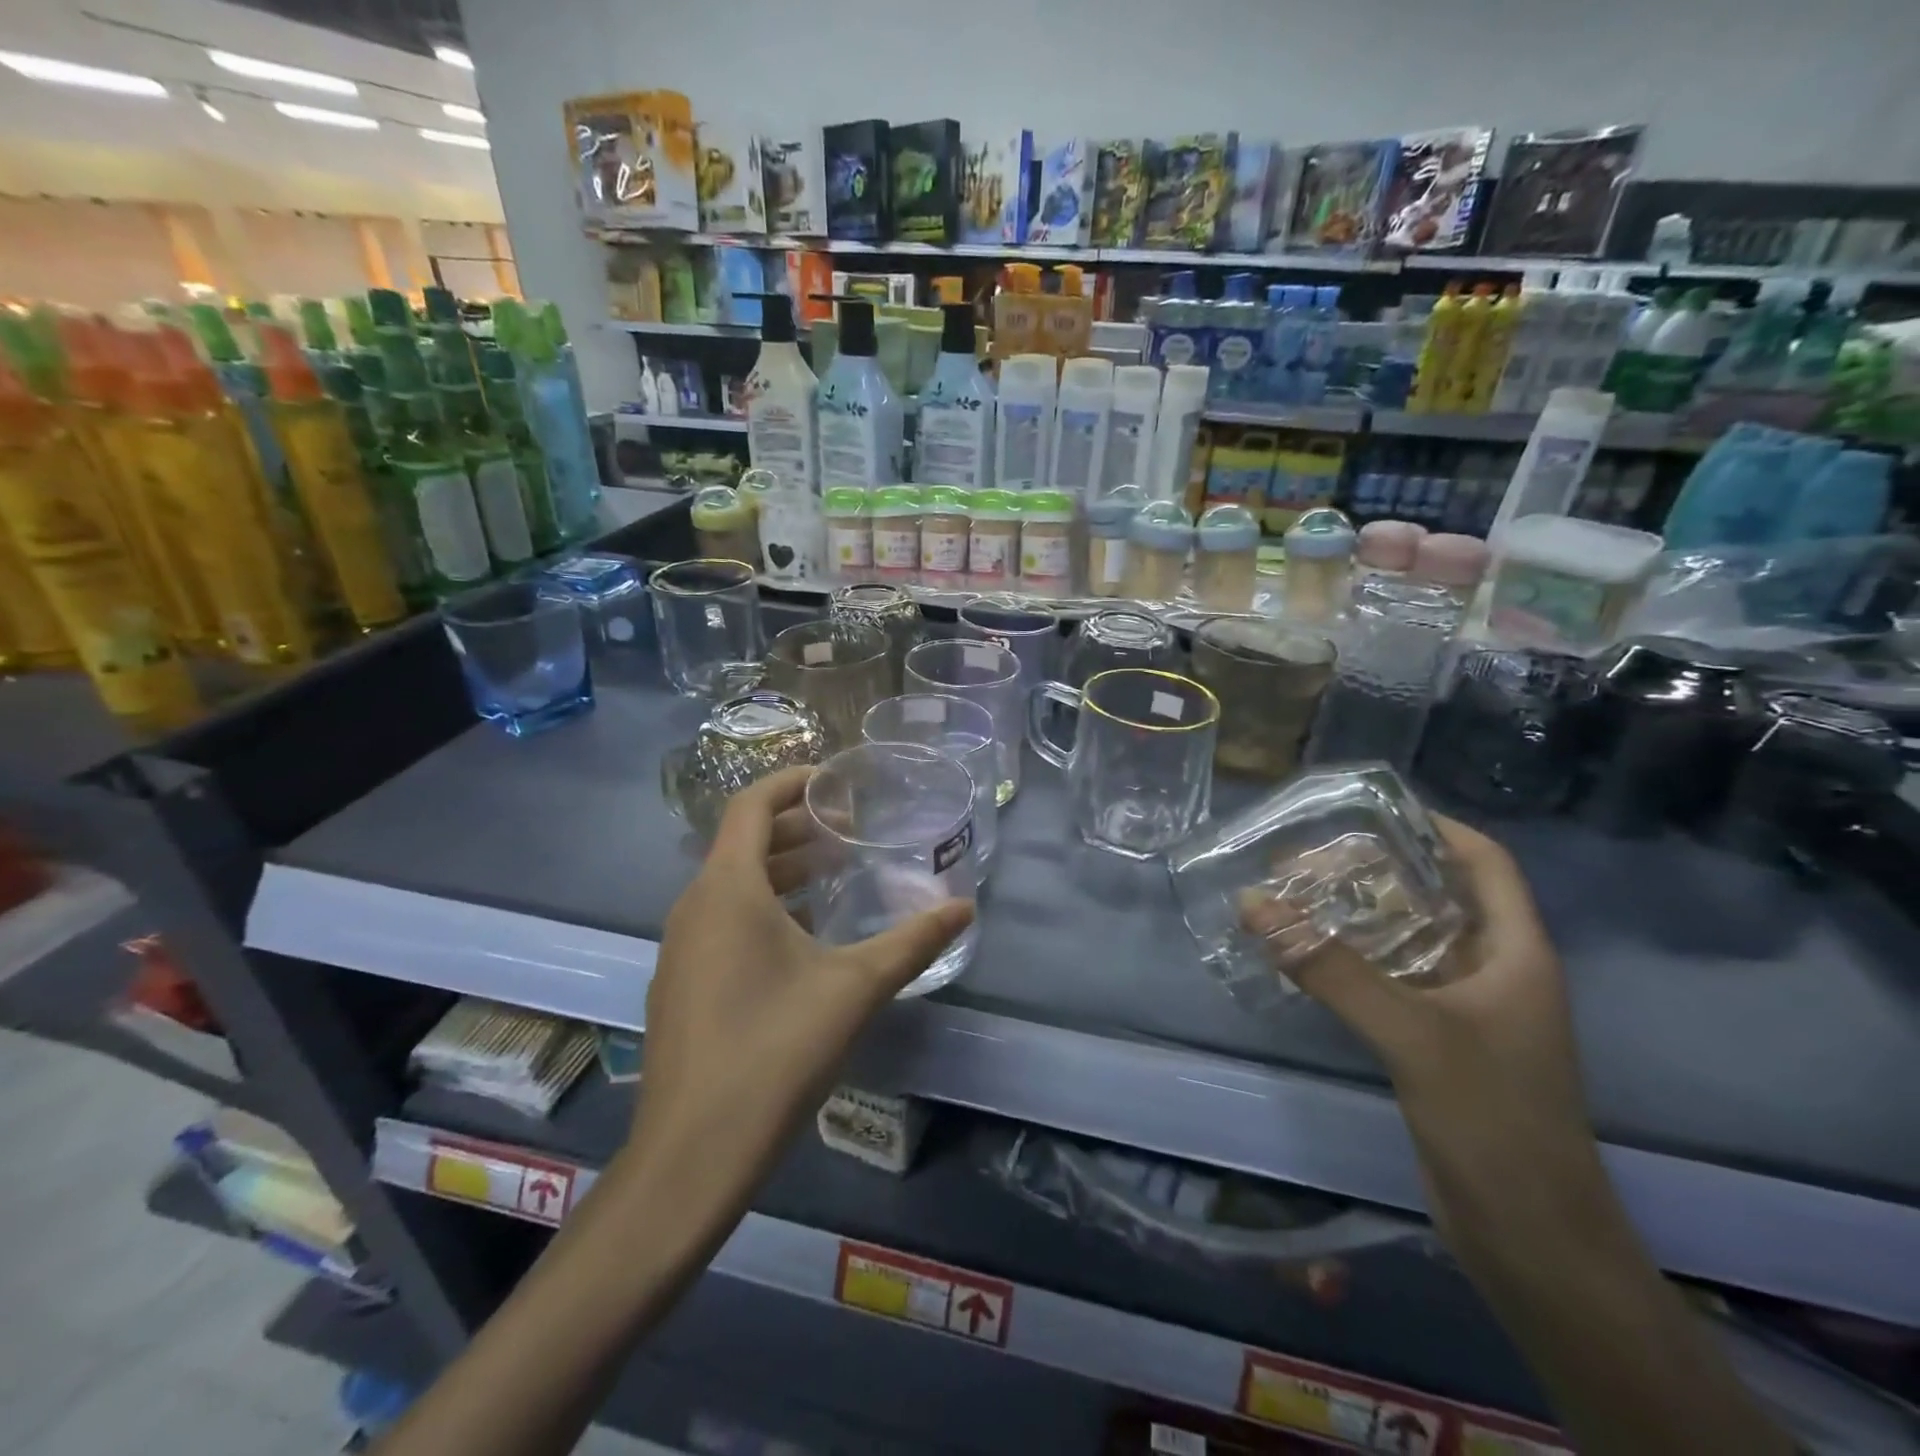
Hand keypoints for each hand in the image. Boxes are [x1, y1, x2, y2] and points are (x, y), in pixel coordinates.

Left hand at [622, 766, 974, 1195]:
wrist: (692, 1155)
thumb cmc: (774, 1051)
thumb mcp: (855, 988)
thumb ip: (913, 941)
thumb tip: (965, 909)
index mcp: (727, 889)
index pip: (751, 805)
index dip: (792, 782)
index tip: (836, 780)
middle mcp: (694, 906)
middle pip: (742, 842)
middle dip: (795, 827)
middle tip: (848, 828)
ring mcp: (680, 947)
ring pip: (731, 884)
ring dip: (780, 869)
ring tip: (834, 874)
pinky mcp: (680, 983)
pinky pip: (721, 920)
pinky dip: (762, 906)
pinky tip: (803, 937)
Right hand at [1252, 816, 1610, 1254]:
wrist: (1530, 1239)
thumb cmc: (1493, 1121)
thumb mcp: (1412, 1034)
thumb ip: (1330, 968)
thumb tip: (1254, 904)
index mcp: (1516, 952)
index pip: (1484, 863)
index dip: (1435, 827)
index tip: (1369, 809)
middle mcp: (1493, 970)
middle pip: (1434, 896)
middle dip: (1373, 871)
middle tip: (1304, 857)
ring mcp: (1465, 1009)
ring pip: (1406, 940)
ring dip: (1354, 916)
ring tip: (1292, 895)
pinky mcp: (1436, 1042)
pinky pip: (1389, 980)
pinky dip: (1349, 960)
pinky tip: (1303, 956)